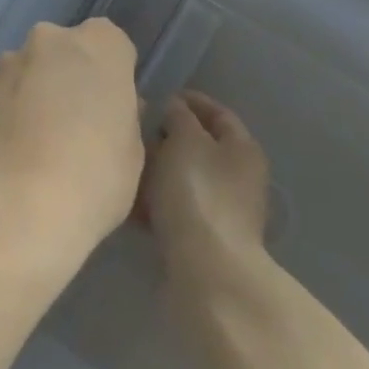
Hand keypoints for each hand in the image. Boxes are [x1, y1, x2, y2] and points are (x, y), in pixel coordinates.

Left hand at [0, 19, 143, 277]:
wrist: (16, 210)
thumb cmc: (94, 177)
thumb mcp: (133, 151)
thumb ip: (122, 117)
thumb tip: (106, 111)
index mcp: (100, 45)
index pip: (113, 44)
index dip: (114, 76)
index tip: (112, 109)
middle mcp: (51, 41)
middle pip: (66, 51)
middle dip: (71, 77)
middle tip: (78, 125)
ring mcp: (8, 66)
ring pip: (30, 72)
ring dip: (37, 94)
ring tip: (40, 147)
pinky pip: (3, 99)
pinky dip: (9, 116)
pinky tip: (14, 158)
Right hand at [140, 91, 269, 277]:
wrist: (206, 272)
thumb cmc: (199, 194)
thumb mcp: (185, 140)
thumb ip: (178, 116)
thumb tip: (173, 108)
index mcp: (242, 148)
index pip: (217, 113)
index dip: (189, 100)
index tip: (158, 96)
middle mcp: (238, 176)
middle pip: (199, 146)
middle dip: (166, 137)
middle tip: (134, 131)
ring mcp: (222, 211)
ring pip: (182, 179)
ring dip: (156, 171)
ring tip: (125, 165)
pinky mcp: (202, 239)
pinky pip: (174, 209)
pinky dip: (154, 202)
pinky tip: (129, 202)